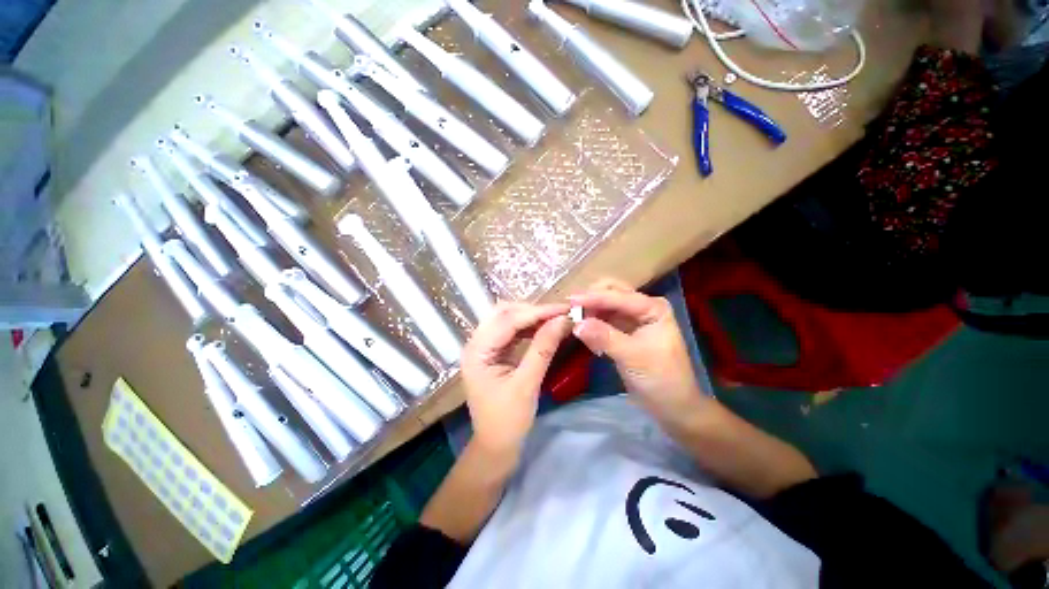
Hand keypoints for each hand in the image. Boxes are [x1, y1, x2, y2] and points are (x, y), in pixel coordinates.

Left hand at [461, 301, 571, 463]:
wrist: (496, 446)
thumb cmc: (508, 420)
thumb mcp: (527, 384)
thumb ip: (543, 349)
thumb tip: (562, 321)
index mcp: (477, 351)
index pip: (508, 320)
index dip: (538, 312)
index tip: (564, 309)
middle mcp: (476, 343)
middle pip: (503, 313)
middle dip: (533, 310)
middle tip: (560, 314)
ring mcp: (483, 346)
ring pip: (507, 318)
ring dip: (531, 316)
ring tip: (555, 319)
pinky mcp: (493, 352)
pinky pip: (510, 330)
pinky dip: (528, 326)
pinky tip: (543, 328)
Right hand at [570, 279, 709, 428]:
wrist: (672, 406)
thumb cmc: (660, 379)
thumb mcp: (632, 357)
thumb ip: (604, 337)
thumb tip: (576, 323)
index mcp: (652, 307)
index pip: (618, 296)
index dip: (593, 297)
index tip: (570, 301)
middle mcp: (642, 307)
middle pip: (611, 292)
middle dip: (590, 298)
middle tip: (570, 308)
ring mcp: (632, 318)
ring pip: (605, 305)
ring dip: (589, 310)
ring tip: (572, 319)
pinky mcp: (623, 331)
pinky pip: (603, 320)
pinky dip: (592, 323)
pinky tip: (583, 332)